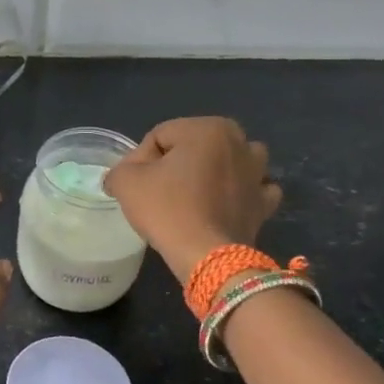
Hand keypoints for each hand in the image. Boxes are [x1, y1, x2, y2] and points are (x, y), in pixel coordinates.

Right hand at [103, 116, 282, 280]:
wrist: (207, 256)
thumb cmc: (167, 210)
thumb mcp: (126, 182)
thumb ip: (119, 170)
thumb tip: (120, 177)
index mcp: (208, 128)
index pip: (159, 137)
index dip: (140, 160)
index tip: (133, 185)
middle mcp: (240, 142)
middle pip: (193, 147)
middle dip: (174, 165)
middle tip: (156, 192)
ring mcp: (258, 173)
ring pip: (227, 163)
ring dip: (211, 173)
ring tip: (191, 196)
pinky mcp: (264, 202)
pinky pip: (252, 189)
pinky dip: (239, 194)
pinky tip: (222, 206)